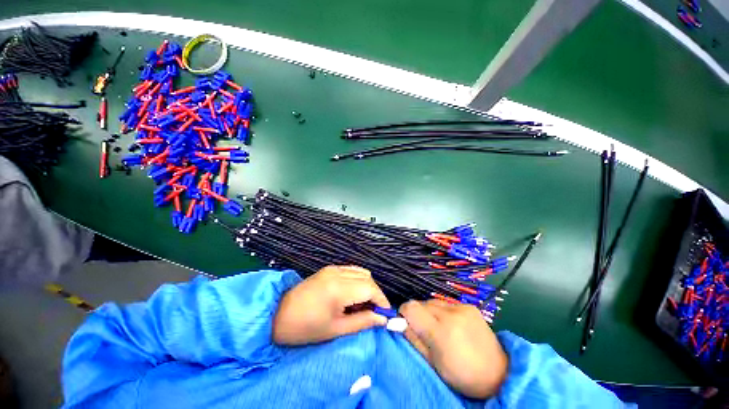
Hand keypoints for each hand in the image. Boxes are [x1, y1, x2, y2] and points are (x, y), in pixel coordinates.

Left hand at [273, 265, 390, 344]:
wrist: (277, 314)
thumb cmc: (306, 327)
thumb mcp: (336, 329)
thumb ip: (363, 322)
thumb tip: (383, 319)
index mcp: (339, 288)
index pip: (371, 288)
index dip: (382, 301)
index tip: (385, 315)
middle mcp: (338, 272)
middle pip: (368, 278)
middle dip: (375, 295)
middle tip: (374, 312)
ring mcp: (333, 268)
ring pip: (361, 272)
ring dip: (367, 287)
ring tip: (363, 305)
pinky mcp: (329, 268)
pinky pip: (351, 270)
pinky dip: (358, 280)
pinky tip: (352, 294)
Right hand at [399, 300, 507, 398]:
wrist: (499, 373)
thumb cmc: (462, 376)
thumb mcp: (433, 364)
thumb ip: (414, 340)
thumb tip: (399, 322)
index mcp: (441, 332)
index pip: (411, 307)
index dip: (403, 313)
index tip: (404, 324)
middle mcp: (451, 313)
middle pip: (421, 303)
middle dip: (418, 315)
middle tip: (424, 332)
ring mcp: (462, 307)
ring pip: (432, 302)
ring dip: (430, 313)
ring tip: (439, 329)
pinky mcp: (469, 306)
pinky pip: (445, 303)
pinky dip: (442, 312)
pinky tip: (451, 325)